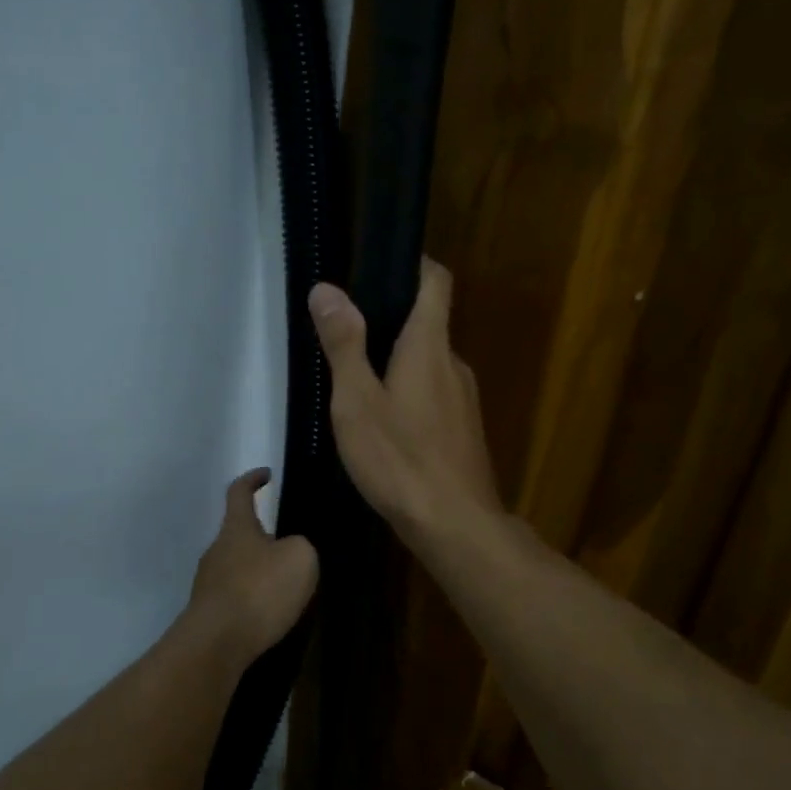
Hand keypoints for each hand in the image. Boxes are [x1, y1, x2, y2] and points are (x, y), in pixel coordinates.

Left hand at [187, 468, 318, 657]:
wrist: (217, 644)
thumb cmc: (259, 590)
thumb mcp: (300, 558)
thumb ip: (300, 546)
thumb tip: (290, 550)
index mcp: (236, 528)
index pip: (239, 492)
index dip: (252, 479)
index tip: (266, 475)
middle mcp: (216, 550)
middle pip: (239, 534)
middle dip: (263, 538)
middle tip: (291, 552)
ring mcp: (208, 583)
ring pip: (237, 568)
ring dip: (259, 573)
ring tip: (285, 589)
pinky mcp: (208, 613)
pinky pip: (235, 597)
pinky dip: (252, 600)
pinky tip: (269, 617)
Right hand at [307, 260, 501, 552]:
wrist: (455, 526)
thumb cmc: (400, 459)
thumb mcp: (357, 401)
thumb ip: (343, 344)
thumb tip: (326, 289)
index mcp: (429, 346)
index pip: (435, 282)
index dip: (414, 263)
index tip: (380, 264)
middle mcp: (453, 364)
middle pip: (428, 323)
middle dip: (390, 321)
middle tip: (344, 334)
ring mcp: (464, 400)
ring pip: (428, 364)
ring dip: (398, 362)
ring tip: (356, 383)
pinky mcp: (464, 431)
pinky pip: (434, 395)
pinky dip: (410, 394)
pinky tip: (383, 425)